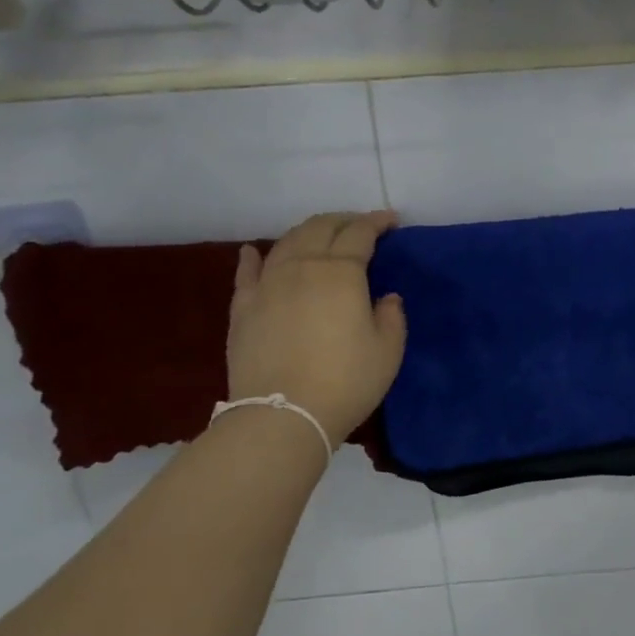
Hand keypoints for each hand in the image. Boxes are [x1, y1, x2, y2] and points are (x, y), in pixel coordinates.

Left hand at [227, 211, 406, 441]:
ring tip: (320, 236)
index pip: (360, 234)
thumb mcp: (388, 350)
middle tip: (359, 226)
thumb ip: (391, 316)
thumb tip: (385, 297)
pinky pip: (246, 273)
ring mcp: (267, 285)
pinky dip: (253, 257)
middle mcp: (302, 267)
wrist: (283, 415)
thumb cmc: (346, 381)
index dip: (377, 222)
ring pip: (286, 243)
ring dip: (307, 232)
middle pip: (320, 228)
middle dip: (343, 220)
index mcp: (341, 272)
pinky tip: (254, 251)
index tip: (391, 220)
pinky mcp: (243, 308)